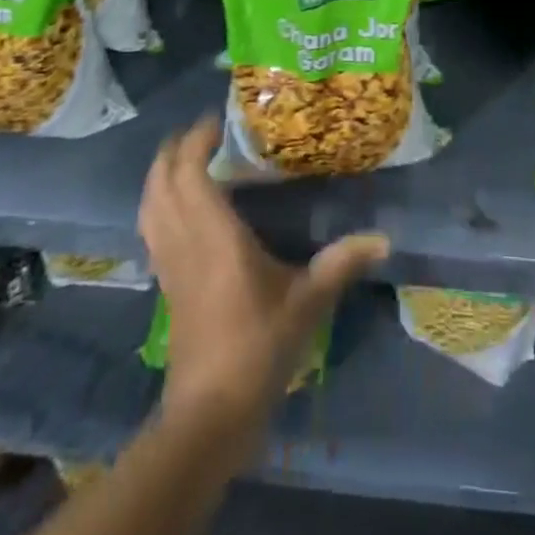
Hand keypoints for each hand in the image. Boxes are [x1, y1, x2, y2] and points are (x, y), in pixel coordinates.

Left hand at [138, 118, 387, 437]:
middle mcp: (184, 240)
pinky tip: (180, 204)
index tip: (220, 119)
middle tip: (203, 130)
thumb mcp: (307, 303)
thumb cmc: (258, 348)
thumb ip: (341, 263)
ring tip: (186, 156)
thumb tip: (384, 237)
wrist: (209, 415)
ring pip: (149, 203)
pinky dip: (158, 201)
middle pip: (161, 180)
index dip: (197, 139)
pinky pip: (151, 226)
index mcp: (214, 235)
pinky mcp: (165, 282)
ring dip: (160, 173)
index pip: (190, 172)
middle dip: (174, 148)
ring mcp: (168, 263)